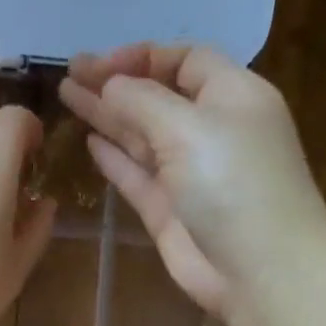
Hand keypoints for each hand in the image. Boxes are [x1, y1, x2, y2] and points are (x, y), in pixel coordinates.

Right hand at [59, 43, 325, 319]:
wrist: (259, 268)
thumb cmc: (233, 184)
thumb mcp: (188, 127)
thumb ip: (142, 102)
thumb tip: (109, 84)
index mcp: (232, 95)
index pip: (185, 60)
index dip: (142, 57)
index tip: (99, 64)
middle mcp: (210, 129)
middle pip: (157, 96)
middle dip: (115, 83)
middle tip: (69, 73)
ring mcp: (188, 172)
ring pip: (141, 135)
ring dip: (107, 115)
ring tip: (67, 96)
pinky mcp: (169, 210)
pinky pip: (136, 174)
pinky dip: (114, 157)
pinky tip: (89, 140)